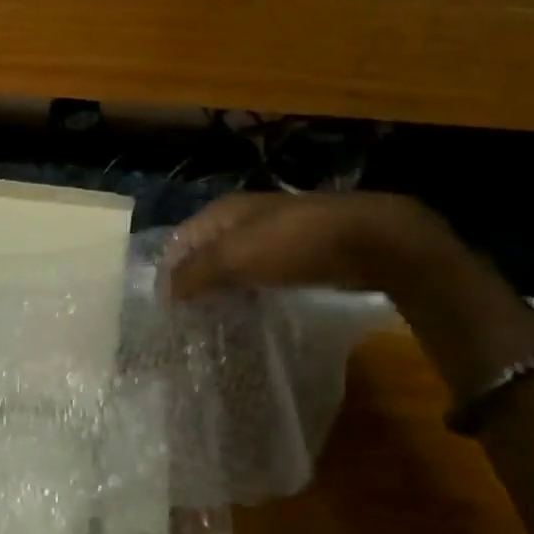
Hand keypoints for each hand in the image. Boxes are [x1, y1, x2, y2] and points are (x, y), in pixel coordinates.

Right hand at [166, 192, 457, 299]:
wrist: (369, 241)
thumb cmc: (293, 243)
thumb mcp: (234, 256)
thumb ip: (195, 273)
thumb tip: (165, 292)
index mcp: (222, 212)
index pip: (180, 242)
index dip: (169, 272)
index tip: (165, 309)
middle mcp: (242, 219)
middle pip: (204, 253)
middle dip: (193, 283)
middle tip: (185, 320)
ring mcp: (270, 236)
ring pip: (231, 266)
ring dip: (220, 290)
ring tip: (210, 322)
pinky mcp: (294, 255)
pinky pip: (257, 275)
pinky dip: (246, 292)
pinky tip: (246, 313)